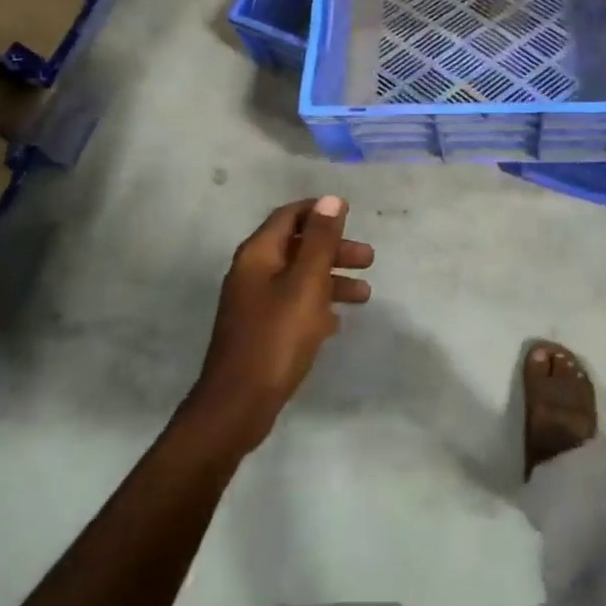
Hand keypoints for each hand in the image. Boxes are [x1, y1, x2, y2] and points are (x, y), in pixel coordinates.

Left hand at [186, 196, 373, 453]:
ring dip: (331, 280)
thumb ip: (320, 240)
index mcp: (258, 254)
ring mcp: (253, 304)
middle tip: (368, 260)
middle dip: (334, 249)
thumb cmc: (276, 338)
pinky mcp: (259, 331)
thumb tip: (330, 199)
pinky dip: (317, 306)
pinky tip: (337, 322)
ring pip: (298, 278)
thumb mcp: (306, 284)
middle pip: (297, 246)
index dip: (319, 212)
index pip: (289, 216)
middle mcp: (252, 272)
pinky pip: (293, 306)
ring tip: (364, 296)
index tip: (351, 215)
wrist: (237, 406)